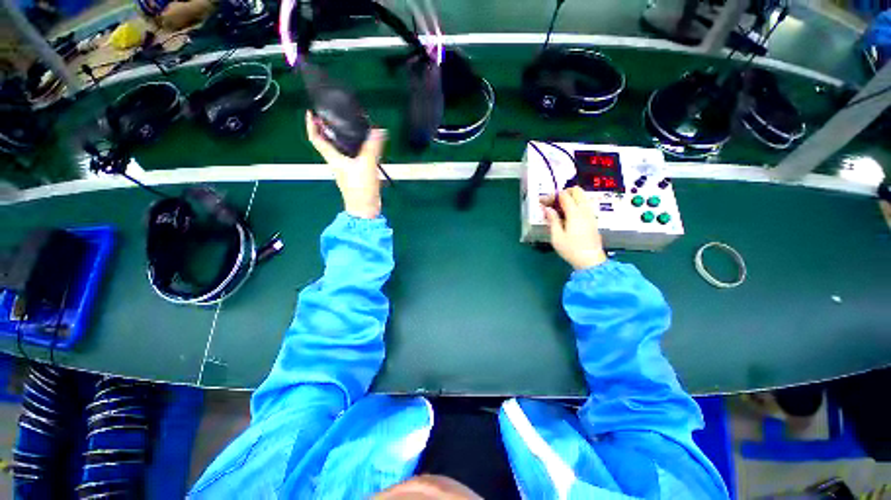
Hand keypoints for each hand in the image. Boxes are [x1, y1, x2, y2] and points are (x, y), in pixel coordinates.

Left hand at [306, 111, 387, 218]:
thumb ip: (372, 147)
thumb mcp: (366, 164)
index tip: (311, 113)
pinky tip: (365, 146)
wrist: (365, 207)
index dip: (311, 125)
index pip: (316, 139)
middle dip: (329, 128)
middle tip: (337, 117)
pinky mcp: (356, 173)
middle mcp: (337, 162)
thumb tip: (379, 131)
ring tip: (352, 128)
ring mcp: (347, 168)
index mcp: (333, 158)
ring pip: (341, 149)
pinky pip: (353, 156)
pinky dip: (356, 148)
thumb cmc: (360, 188)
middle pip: (328, 142)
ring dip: (344, 138)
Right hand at [541, 187, 607, 269]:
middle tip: (553, 203)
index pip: (564, 195)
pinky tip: (567, 216)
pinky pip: (584, 205)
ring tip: (559, 210)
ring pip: (582, 197)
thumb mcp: (557, 236)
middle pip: (577, 191)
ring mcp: (591, 215)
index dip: (553, 196)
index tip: (544, 202)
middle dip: (564, 193)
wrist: (591, 261)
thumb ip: (552, 220)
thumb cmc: (571, 250)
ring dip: (570, 198)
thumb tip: (547, 208)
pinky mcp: (593, 220)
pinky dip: (575, 204)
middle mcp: (585, 210)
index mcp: (575, 213)